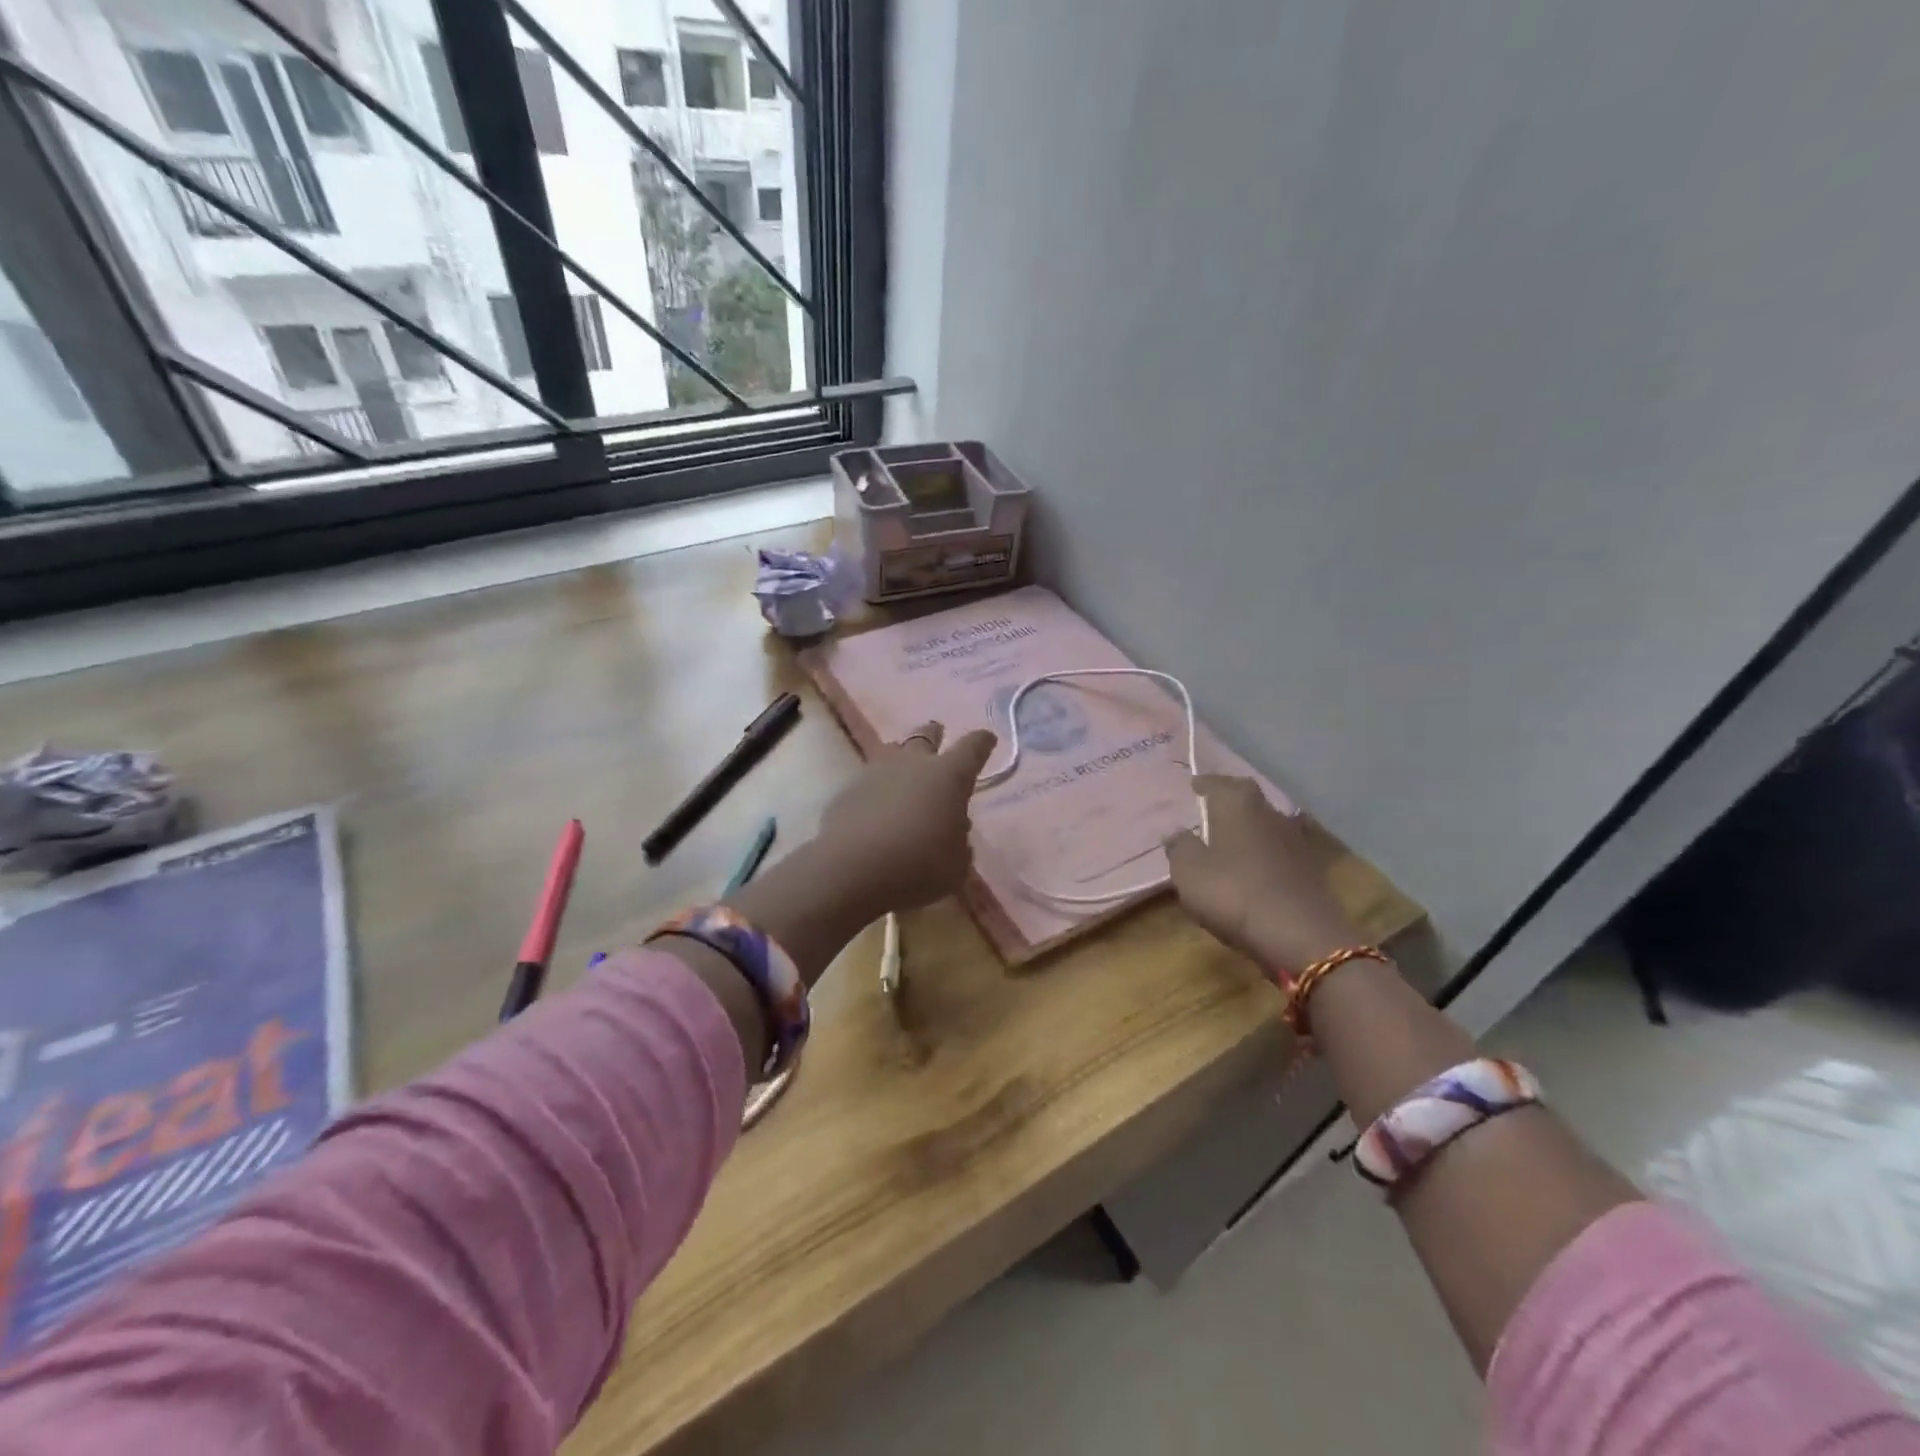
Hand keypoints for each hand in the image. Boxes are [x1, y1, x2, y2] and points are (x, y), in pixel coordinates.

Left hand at [814, 721, 997, 920]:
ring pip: (892, 752)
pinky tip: (876, 808)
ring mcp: (875, 773)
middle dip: (934, 734)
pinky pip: (868, 782)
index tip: (987, 739)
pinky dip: (876, 790)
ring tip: (904, 769)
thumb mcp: (956, 865)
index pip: (973, 747)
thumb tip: (953, 830)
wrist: (853, 870)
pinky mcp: (847, 791)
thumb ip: (959, 844)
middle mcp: (913, 764)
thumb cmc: (919, 865)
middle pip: (925, 736)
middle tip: (937, 732)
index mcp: (949, 776)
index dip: (982, 742)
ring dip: (901, 757)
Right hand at [1163, 776, 1362, 978]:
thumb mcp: (1189, 872)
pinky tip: (1254, 866)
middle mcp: (1269, 813)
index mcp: (1237, 804)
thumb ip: (1180, 847)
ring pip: (1266, 822)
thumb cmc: (1232, 892)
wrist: (1299, 934)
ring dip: (1249, 826)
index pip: (1218, 783)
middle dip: (1230, 799)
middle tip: (1212, 807)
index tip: (1193, 786)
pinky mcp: (1310, 869)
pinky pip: (1279, 849)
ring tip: (1231, 838)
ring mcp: (1294, 840)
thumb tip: (1175, 832)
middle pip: (1247, 797)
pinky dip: (1264, 852)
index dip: (1204, 784)